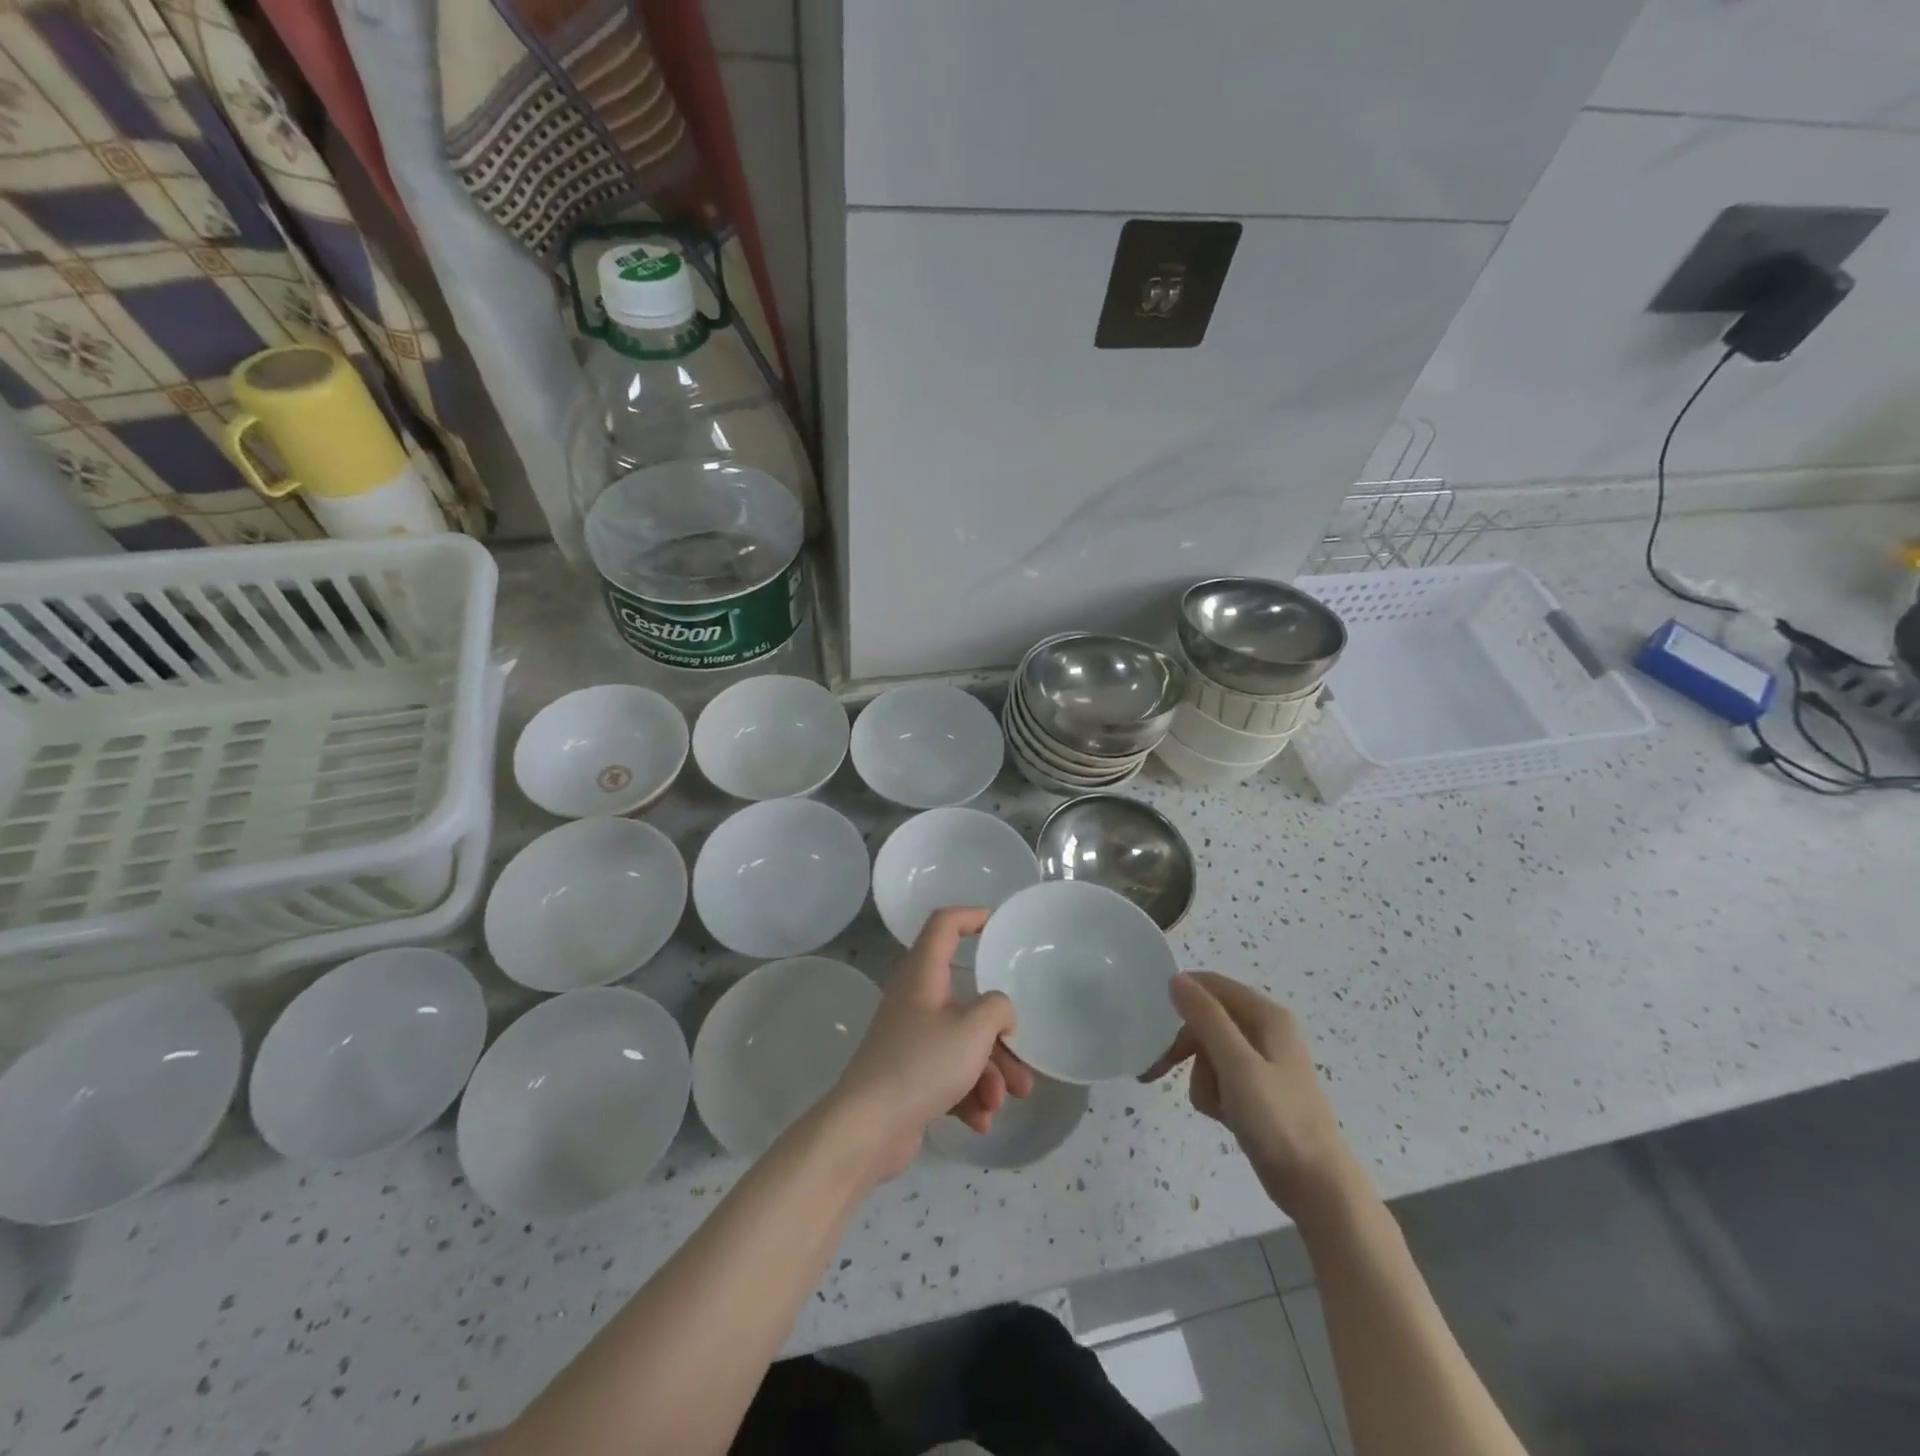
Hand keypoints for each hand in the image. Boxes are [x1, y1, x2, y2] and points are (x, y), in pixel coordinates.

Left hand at [825, 908, 1035, 1181]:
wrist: (868, 1128)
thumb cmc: (922, 1064)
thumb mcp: (973, 1030)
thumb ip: (997, 1009)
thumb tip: (999, 1011)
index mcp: (923, 975)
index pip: (943, 925)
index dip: (970, 916)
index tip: (997, 924)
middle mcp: (915, 1000)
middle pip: (965, 1000)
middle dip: (998, 1034)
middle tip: (1023, 1061)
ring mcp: (911, 1039)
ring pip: (961, 1043)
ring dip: (989, 1072)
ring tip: (1004, 1101)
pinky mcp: (909, 1075)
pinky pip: (948, 1074)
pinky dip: (967, 1094)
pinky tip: (980, 1121)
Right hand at [1142, 972, 1362, 1222]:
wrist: (1317, 1188)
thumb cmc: (1278, 1119)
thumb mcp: (1237, 1064)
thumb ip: (1206, 1018)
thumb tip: (1176, 978)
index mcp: (1267, 1016)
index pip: (1212, 985)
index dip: (1182, 997)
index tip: (1151, 1021)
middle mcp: (1264, 1032)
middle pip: (1207, 1020)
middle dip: (1185, 1046)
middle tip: (1158, 1069)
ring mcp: (1260, 1064)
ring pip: (1208, 1052)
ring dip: (1201, 1077)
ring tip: (1215, 1105)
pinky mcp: (1255, 1092)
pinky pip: (1219, 1079)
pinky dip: (1213, 1095)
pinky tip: (1223, 1117)